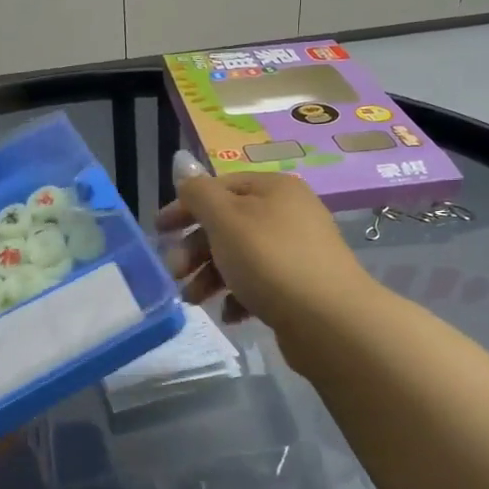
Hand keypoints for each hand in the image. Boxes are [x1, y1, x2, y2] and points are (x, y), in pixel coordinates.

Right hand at [158, 172, 372, 332]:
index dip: (185, 206)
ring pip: (240, 256)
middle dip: (195, 249)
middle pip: (228, 224)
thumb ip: (199, 193)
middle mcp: (289, 213)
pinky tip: (230, 314)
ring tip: (193, 300)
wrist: (329, 320)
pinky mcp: (300, 286)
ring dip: (210, 276)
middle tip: (173, 273)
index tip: (158, 231)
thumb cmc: (270, 260)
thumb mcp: (226, 220)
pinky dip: (238, 296)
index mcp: (273, 188)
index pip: (220, 187)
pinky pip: (260, 284)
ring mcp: (297, 251)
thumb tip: (184, 168)